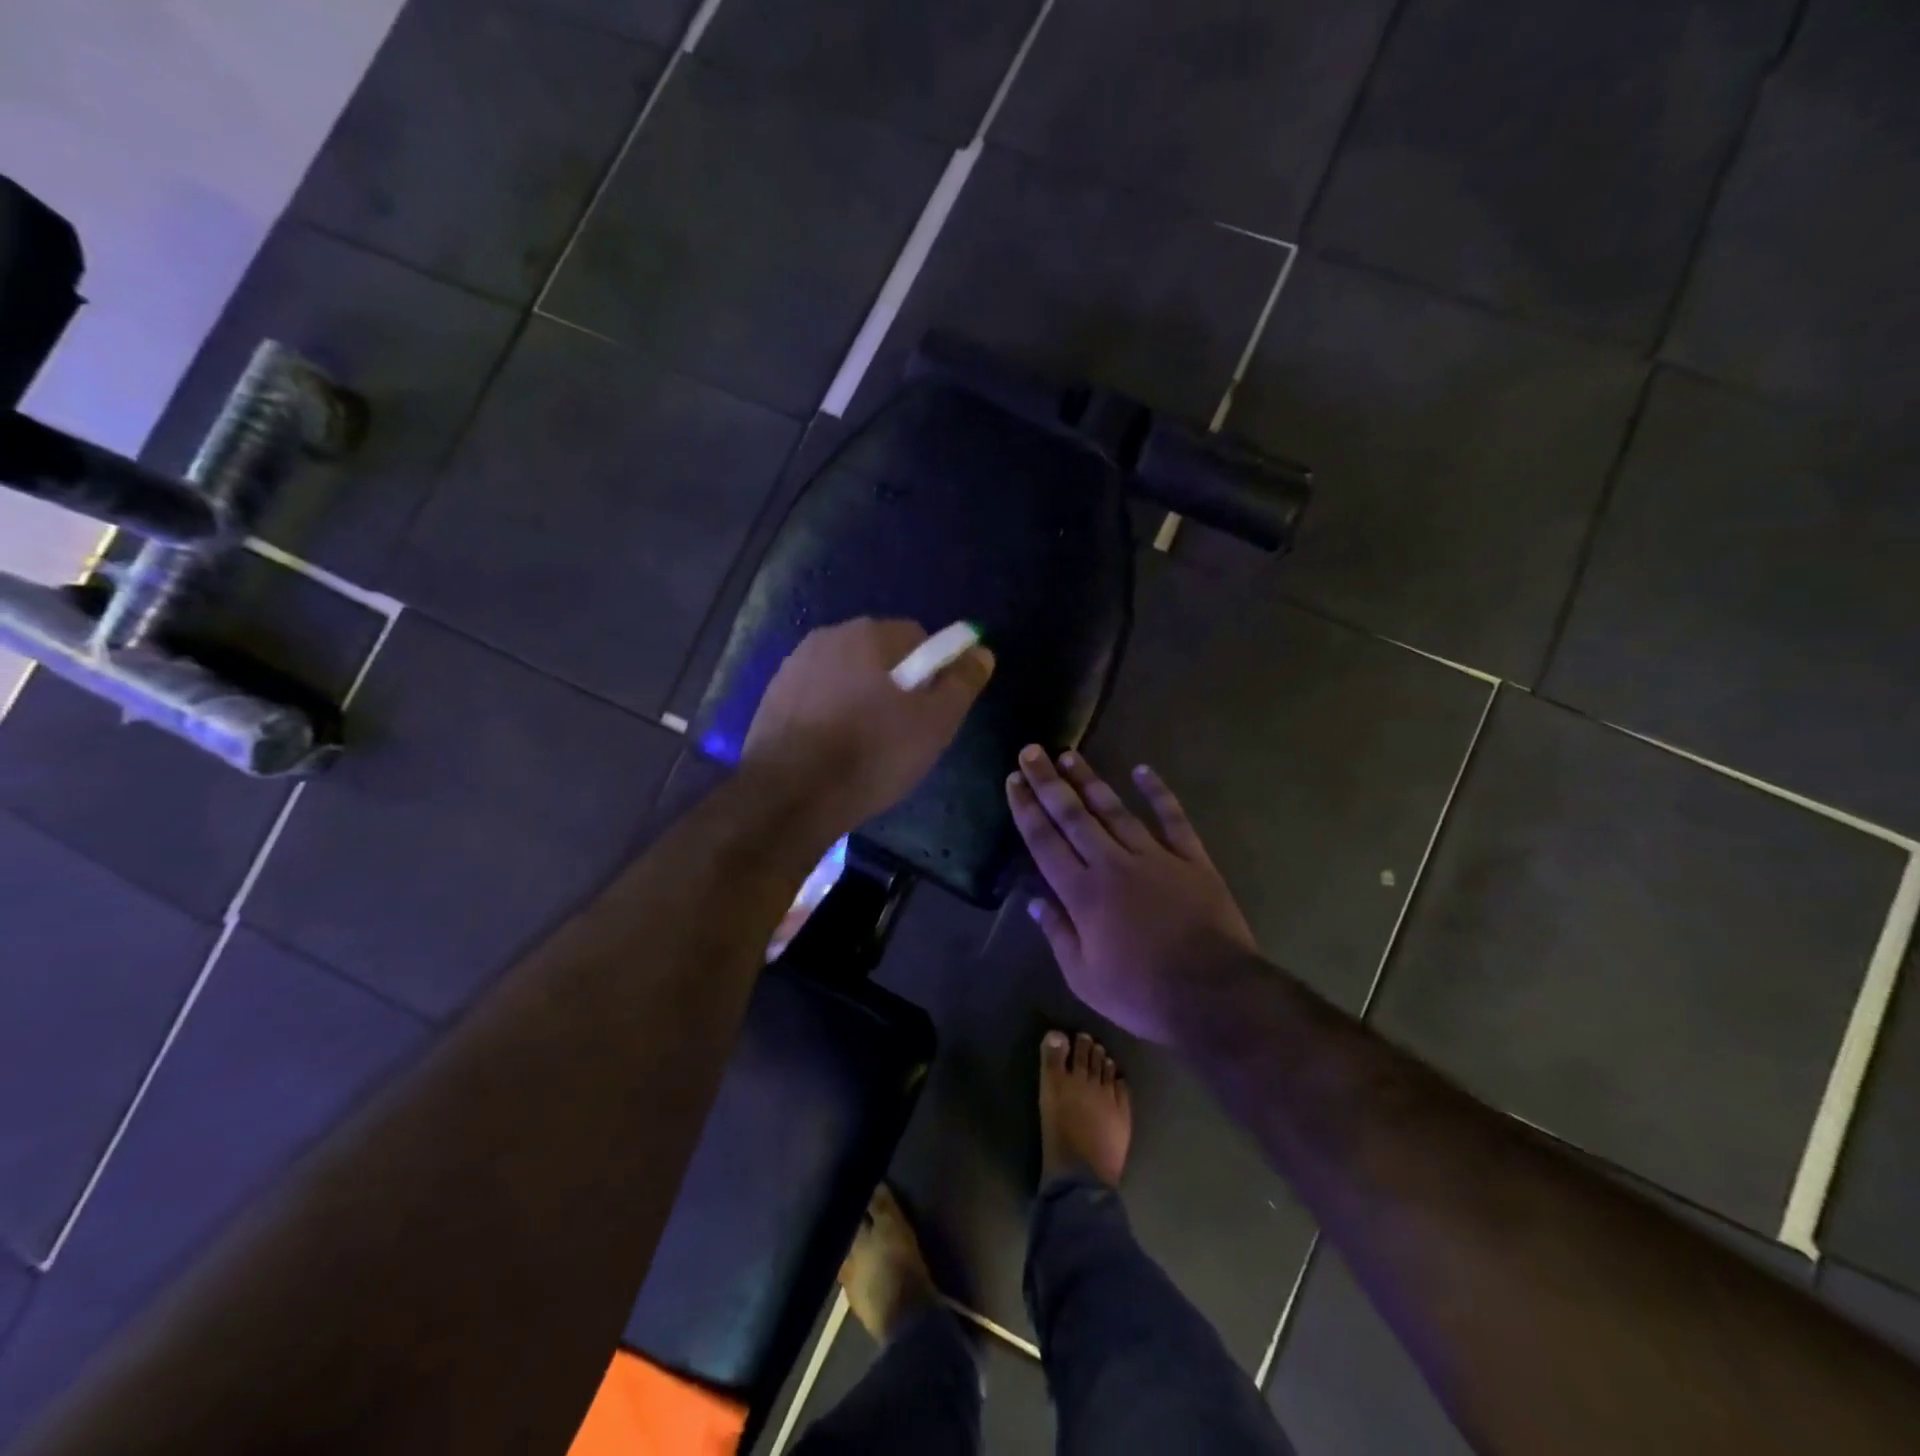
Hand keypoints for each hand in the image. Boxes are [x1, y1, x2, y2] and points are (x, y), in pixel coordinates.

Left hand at [744, 618, 994, 838]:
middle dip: (895, 683)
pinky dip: (831, 712)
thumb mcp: (934, 723)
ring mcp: (794, 665)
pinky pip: (817, 695)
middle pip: (879, 654)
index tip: (931, 710)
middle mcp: (828, 636)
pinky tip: (833, 748)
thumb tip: (980, 650)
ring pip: (846, 675)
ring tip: (865, 744)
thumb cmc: (871, 755)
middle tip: (903, 730)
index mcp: (869, 634)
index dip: (933, 672)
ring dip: (861, 697)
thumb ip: (962, 682)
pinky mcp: (773, 696)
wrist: (789, 796)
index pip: (918, 637)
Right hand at [1007, 747, 1254, 1042]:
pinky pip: (1173, 818)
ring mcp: (1155, 857)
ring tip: (1069, 755)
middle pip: (1074, 815)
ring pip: (1115, 810)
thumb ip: (1058, 934)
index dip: (1027, 809)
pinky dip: (1158, 792)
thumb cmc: (1141, 993)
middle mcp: (1112, 864)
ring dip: (1090, 780)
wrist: (1213, 995)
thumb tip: (1034, 900)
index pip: (1045, 841)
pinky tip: (1142, 770)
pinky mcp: (1192, 859)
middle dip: (1049, 782)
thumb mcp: (1084, 977)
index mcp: (1082, 893)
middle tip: (1031, 751)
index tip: (1013, 780)